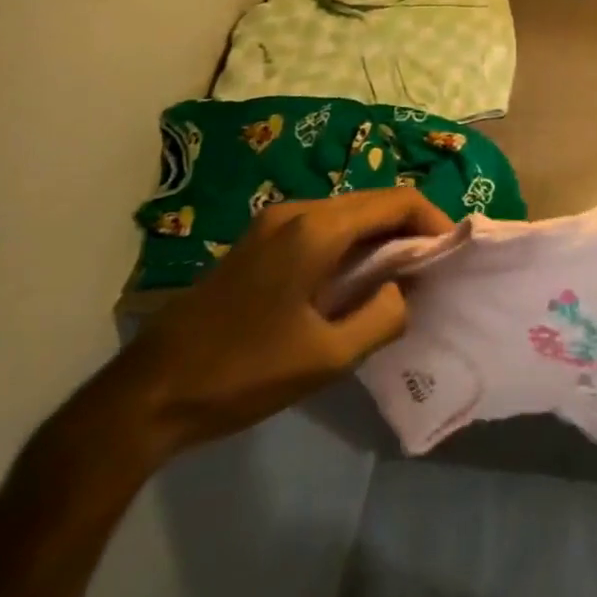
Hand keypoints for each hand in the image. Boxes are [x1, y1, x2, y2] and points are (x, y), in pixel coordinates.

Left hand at [90, 189, 451, 462]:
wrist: (144, 396)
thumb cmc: (241, 373)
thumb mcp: (326, 357)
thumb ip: (383, 316)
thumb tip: (406, 290)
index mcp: (317, 228)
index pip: (398, 200)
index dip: (434, 220)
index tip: (452, 253)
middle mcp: (297, 210)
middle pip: (374, 201)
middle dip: (410, 228)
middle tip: (432, 268)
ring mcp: (273, 223)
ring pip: (349, 214)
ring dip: (381, 237)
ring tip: (401, 277)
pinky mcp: (259, 242)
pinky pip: (323, 228)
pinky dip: (353, 244)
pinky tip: (355, 281)